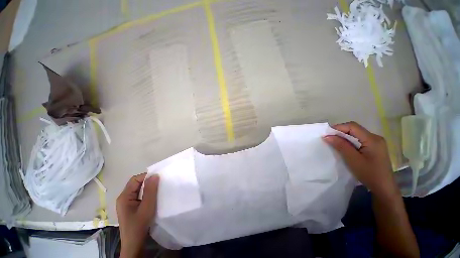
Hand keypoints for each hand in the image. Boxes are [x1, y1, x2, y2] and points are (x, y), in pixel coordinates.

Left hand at [117, 173, 159, 257]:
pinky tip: (153, 196)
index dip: (146, 176)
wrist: (134, 244)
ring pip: (138, 189)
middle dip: (148, 181)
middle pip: (136, 183)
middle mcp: (124, 198)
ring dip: (148, 188)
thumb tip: (155, 175)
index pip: (135, 179)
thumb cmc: (139, 225)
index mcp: (124, 196)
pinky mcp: (131, 207)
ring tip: (158, 189)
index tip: (159, 178)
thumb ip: (150, 190)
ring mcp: (127, 203)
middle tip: (160, 183)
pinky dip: (147, 193)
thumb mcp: (147, 206)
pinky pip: (139, 195)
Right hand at [324, 121, 397, 196]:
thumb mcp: (352, 159)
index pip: (352, 126)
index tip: (326, 134)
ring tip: (333, 142)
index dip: (338, 127)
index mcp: (372, 139)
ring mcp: (375, 143)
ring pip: (356, 134)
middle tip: (328, 138)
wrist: (384, 188)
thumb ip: (341, 146)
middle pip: (354, 129)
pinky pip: (359, 140)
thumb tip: (327, 136)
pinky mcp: (374, 148)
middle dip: (340, 132)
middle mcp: (375, 138)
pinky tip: (344, 147)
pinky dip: (349, 142)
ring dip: (344, 137)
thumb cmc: (369, 174)